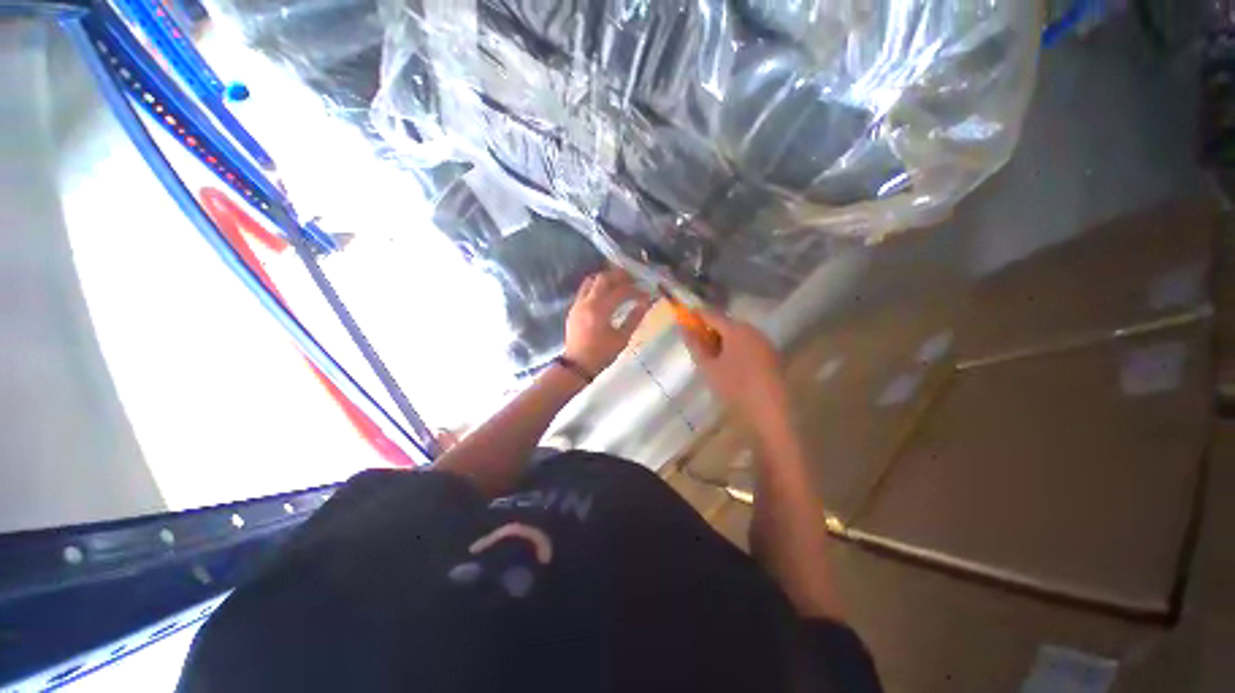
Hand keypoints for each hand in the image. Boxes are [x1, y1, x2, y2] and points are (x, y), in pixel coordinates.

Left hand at [563, 269, 651, 376]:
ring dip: (606, 279)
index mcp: (600, 310)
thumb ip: (634, 318)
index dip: (635, 290)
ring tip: (619, 283)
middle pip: (603, 279)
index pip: (620, 291)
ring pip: (591, 281)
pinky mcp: (573, 308)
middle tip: (633, 280)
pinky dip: (597, 286)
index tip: (646, 294)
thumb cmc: (601, 354)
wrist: (577, 366)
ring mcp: (578, 304)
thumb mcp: (622, 339)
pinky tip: (606, 293)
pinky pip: (585, 289)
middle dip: (620, 276)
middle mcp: (587, 302)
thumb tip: (647, 303)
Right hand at [684, 312, 789, 432]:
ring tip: (709, 354)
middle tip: (695, 341)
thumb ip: (695, 346)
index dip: (696, 315)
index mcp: (737, 329)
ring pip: (738, 335)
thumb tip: (683, 329)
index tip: (683, 318)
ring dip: (722, 340)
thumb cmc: (735, 386)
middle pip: (727, 324)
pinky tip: (728, 363)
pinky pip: (748, 344)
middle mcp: (753, 330)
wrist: (771, 411)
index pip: (712, 315)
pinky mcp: (771, 355)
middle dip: (709, 330)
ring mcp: (764, 342)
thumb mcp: (709, 367)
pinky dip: (734, 348)